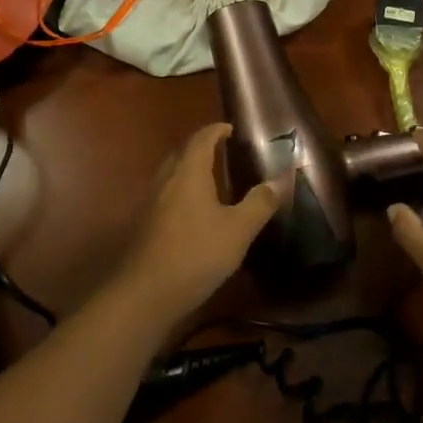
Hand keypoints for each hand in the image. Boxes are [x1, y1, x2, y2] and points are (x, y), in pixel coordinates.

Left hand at [114, 124, 277, 324]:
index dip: (216, 130)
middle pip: (182, 154)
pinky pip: (166, 197)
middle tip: (222, 152)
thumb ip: (259, 204)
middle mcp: (166, 181)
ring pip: (171, 176)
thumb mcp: (238, 230)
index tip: (230, 128)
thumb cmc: (196, 253)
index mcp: (189, 173)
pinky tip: (194, 214)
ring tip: (211, 182)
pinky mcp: (144, 226)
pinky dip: (182, 194)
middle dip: (201, 149)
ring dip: (189, 172)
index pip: (201, 140)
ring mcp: (151, 203)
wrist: (145, 293)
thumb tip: (277, 181)